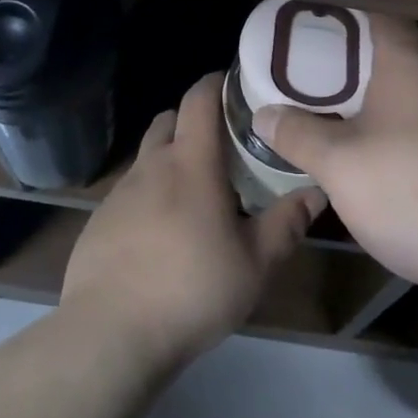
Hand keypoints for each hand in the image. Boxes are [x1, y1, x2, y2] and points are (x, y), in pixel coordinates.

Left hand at [62, 72, 324, 373]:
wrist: (110, 334)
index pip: (199, 99)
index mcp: (191, 163)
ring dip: (170, 158)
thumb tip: (318, 191)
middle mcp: (151, 166)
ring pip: (148, 156)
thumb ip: (287, 223)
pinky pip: (130, 192)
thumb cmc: (192, 289)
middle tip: (223, 143)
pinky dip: (149, 194)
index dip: (216, 83)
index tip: (236, 84)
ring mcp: (119, 193)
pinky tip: (162, 231)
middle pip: (169, 120)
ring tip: (195, 190)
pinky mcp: (98, 221)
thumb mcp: (255, 263)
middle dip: (193, 119)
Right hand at [252, 14, 417, 300]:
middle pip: (397, 52)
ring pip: (416, 91)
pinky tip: (385, 157)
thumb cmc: (410, 187)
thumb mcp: (339, 164)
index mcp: (409, 63)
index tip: (313, 24)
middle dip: (357, 59)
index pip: (379, 15)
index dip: (346, 14)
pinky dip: (404, 127)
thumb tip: (263, 115)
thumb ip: (298, 135)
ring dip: (382, 97)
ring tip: (343, 111)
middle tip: (315, 71)